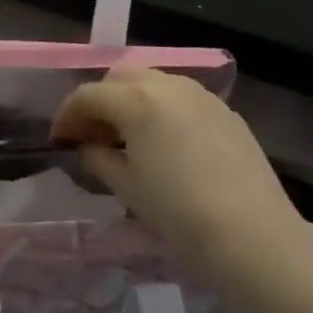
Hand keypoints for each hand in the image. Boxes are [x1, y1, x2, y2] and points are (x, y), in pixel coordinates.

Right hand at [52, 66, 303, 279]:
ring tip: (128, 137)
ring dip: (131, 100)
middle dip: (100, 101)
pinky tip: (165, 142)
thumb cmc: (179, 214)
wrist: (253, 235)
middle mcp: (167, 84)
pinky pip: (181, 97)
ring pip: (152, 81)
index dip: (67, 116)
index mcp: (136, 100)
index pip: (88, 95)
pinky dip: (161, 108)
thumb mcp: (126, 188)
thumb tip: (88, 146)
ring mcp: (200, 94)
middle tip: (93, 135)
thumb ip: (98, 158)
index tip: (60, 140)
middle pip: (119, 77)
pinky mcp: (224, 110)